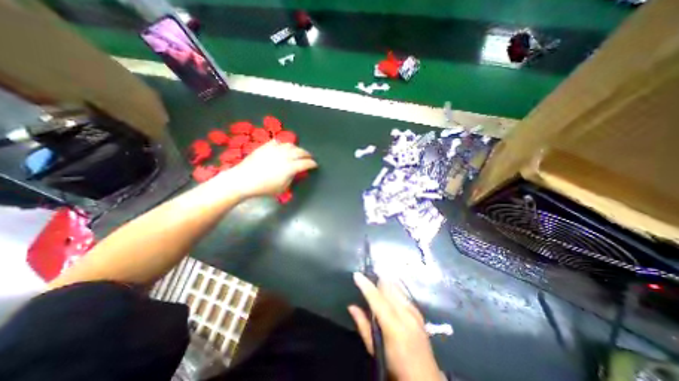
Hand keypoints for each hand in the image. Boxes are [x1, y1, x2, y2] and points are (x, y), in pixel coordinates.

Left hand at [225, 140, 315, 199]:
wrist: (243, 180)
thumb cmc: (264, 188)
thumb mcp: (282, 187)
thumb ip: (292, 178)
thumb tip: (295, 172)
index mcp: (290, 167)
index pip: (305, 163)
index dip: (312, 163)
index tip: (315, 164)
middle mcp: (285, 156)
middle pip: (300, 152)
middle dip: (307, 154)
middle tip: (310, 157)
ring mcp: (275, 149)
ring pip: (290, 145)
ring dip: (297, 148)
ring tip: (298, 151)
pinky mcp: (266, 146)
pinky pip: (277, 142)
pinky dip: (283, 144)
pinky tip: (283, 147)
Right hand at [351, 273, 440, 380]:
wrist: (424, 379)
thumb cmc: (395, 367)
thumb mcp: (374, 350)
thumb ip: (363, 326)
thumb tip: (351, 306)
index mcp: (393, 326)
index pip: (377, 298)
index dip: (366, 285)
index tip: (357, 274)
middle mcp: (405, 314)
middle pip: (389, 288)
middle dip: (377, 280)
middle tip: (367, 277)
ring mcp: (414, 312)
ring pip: (397, 287)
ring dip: (386, 283)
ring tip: (376, 280)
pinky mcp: (419, 312)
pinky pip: (403, 293)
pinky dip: (394, 289)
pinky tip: (389, 291)